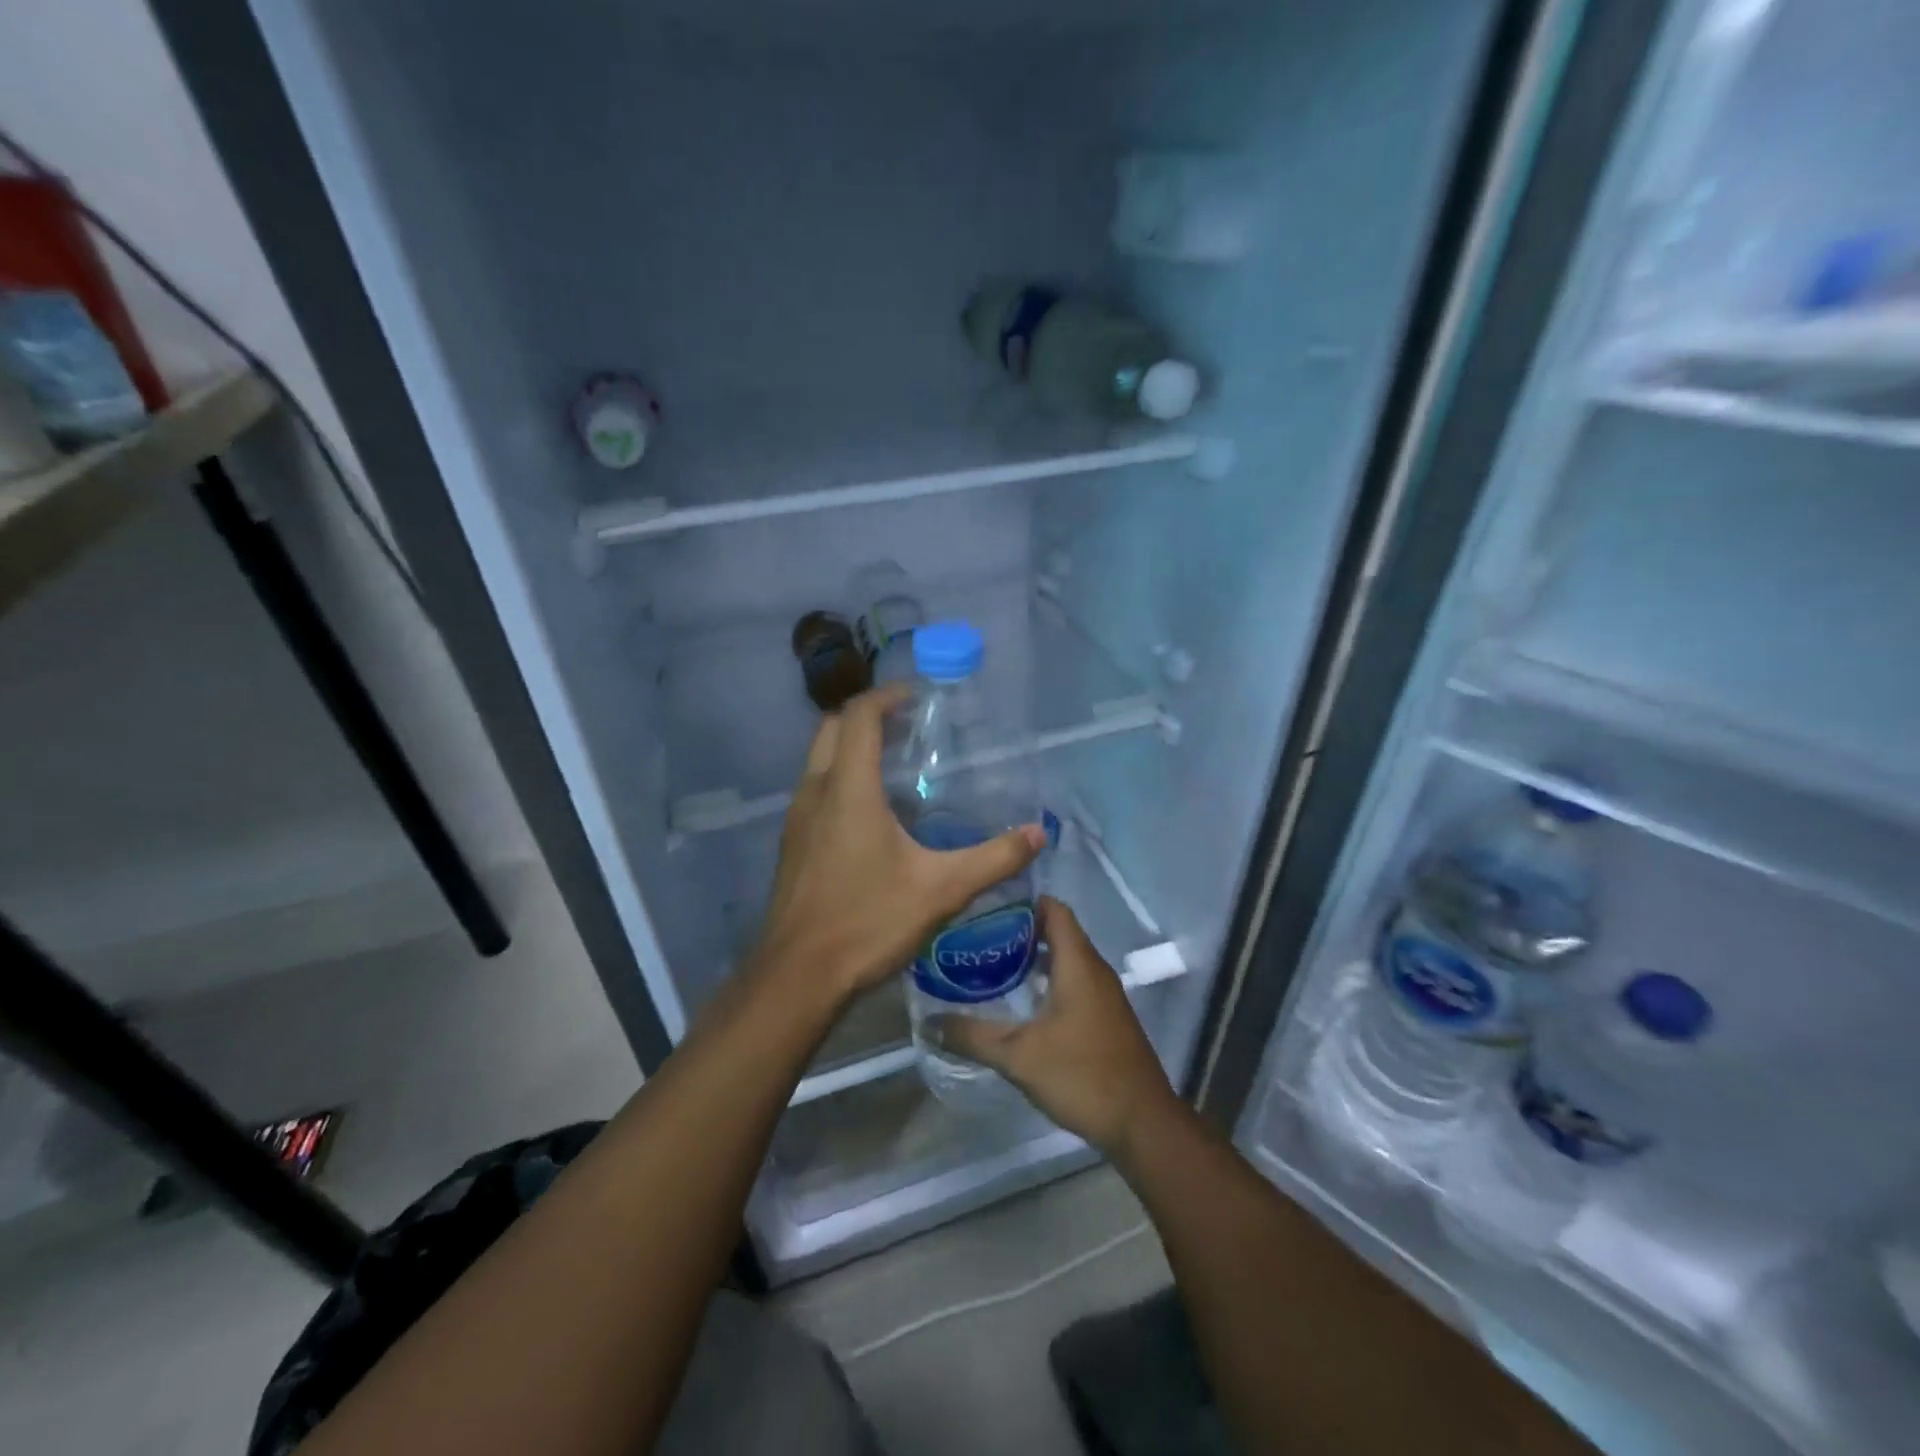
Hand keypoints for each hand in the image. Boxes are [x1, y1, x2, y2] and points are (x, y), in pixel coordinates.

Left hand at [751, 684, 1047, 1006]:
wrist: (797, 977)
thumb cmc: (867, 922)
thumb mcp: (942, 890)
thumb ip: (994, 858)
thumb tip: (1038, 833)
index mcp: (848, 789)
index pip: (859, 716)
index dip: (887, 696)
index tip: (919, 697)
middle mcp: (815, 792)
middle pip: (832, 728)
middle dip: (868, 715)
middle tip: (910, 725)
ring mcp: (797, 818)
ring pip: (819, 758)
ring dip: (851, 746)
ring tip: (897, 762)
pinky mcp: (793, 843)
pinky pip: (816, 788)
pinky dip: (841, 776)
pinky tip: (873, 812)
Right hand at [926, 897, 1181, 1155]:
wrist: (1142, 1123)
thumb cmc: (1082, 1075)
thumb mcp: (1018, 1057)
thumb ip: (972, 1036)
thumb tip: (929, 1022)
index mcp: (1078, 963)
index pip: (1054, 909)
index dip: (1022, 901)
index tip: (986, 907)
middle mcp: (1094, 970)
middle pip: (1057, 931)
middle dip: (1019, 930)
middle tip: (978, 937)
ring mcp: (1104, 994)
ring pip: (1066, 959)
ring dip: (1033, 957)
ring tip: (992, 965)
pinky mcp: (1106, 1017)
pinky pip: (1074, 981)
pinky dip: (1048, 980)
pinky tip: (1022, 1001)